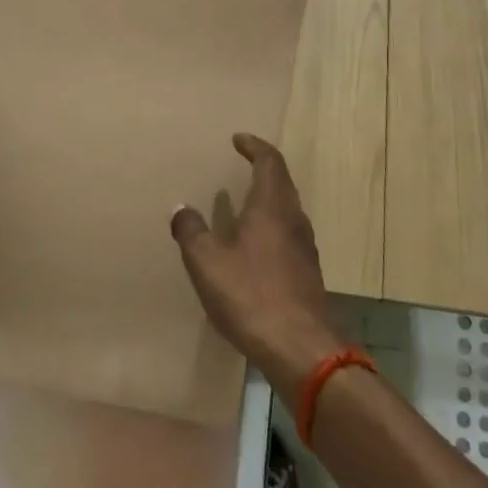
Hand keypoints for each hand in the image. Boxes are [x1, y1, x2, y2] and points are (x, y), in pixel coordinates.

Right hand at [169, 134, 345, 400]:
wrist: (301, 348)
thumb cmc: (251, 295)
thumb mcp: (207, 262)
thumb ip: (191, 232)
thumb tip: (181, 209)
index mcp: (272, 207)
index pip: (269, 162)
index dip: (255, 147)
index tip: (239, 139)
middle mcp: (294, 220)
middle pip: (282, 183)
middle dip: (262, 170)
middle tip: (241, 166)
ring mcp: (305, 248)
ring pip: (287, 211)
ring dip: (267, 200)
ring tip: (242, 205)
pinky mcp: (307, 274)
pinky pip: (287, 236)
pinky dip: (270, 228)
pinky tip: (253, 248)